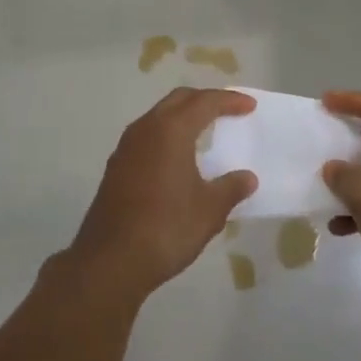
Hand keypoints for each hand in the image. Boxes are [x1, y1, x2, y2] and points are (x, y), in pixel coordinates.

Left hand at [66, 88, 258, 304]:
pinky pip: (147, 137)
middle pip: (178, 100)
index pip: (204, 102)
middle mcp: (145, 129)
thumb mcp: (209, 210)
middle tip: (227, 111)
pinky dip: (167, 136)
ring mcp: (126, 147)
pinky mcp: (116, 167)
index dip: (229, 101)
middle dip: (204, 100)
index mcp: (171, 131)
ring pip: (158, 117)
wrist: (111, 260)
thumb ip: (230, 188)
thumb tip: (247, 178)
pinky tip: (178, 159)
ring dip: (182, 117)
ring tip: (205, 132)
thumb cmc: (167, 228)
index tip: (249, 106)